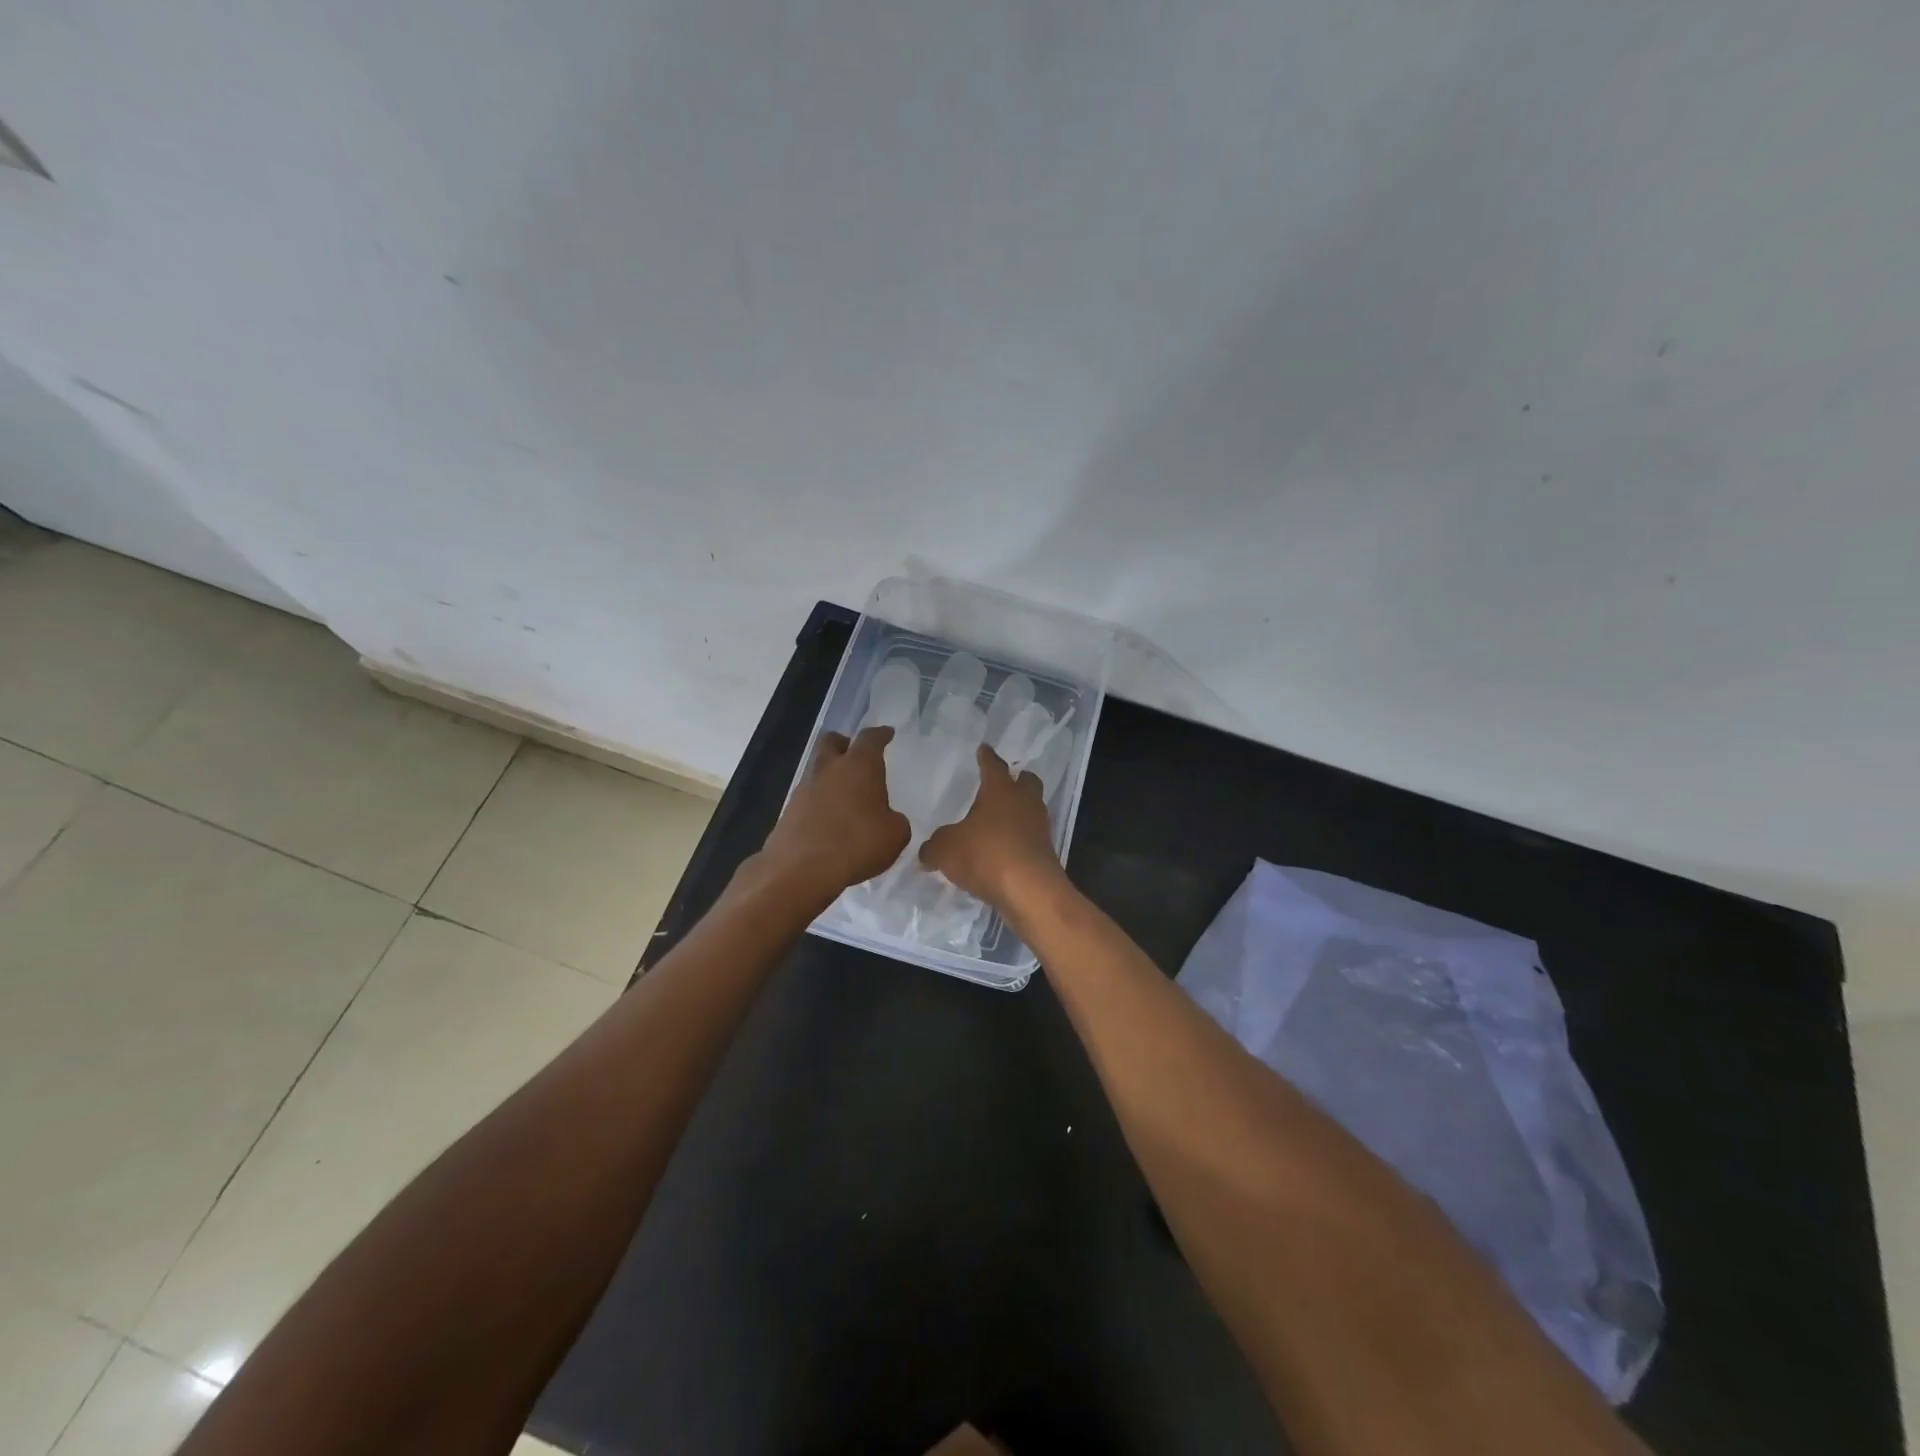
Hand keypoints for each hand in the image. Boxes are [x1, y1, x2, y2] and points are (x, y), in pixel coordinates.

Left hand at [759, 726, 910, 900]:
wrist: (801, 869)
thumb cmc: (857, 843)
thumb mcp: (895, 835)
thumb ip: (895, 821)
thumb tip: (887, 819)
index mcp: (859, 766)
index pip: (870, 738)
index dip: (880, 735)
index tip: (887, 733)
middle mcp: (829, 769)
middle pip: (832, 742)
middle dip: (844, 744)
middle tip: (855, 754)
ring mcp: (805, 789)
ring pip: (818, 771)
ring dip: (832, 777)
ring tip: (847, 797)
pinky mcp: (789, 811)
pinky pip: (809, 798)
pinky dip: (821, 803)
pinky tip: (831, 822)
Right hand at [921, 744, 1062, 908]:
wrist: (1029, 891)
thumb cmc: (985, 855)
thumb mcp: (945, 850)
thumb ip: (934, 847)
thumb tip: (927, 852)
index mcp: (1000, 790)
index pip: (993, 765)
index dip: (986, 757)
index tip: (984, 749)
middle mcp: (1024, 802)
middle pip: (1026, 781)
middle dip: (1016, 780)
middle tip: (1003, 783)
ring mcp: (1039, 827)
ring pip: (1031, 809)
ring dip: (1019, 811)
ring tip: (1000, 820)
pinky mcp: (1045, 852)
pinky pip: (1031, 837)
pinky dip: (1019, 839)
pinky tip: (1004, 850)